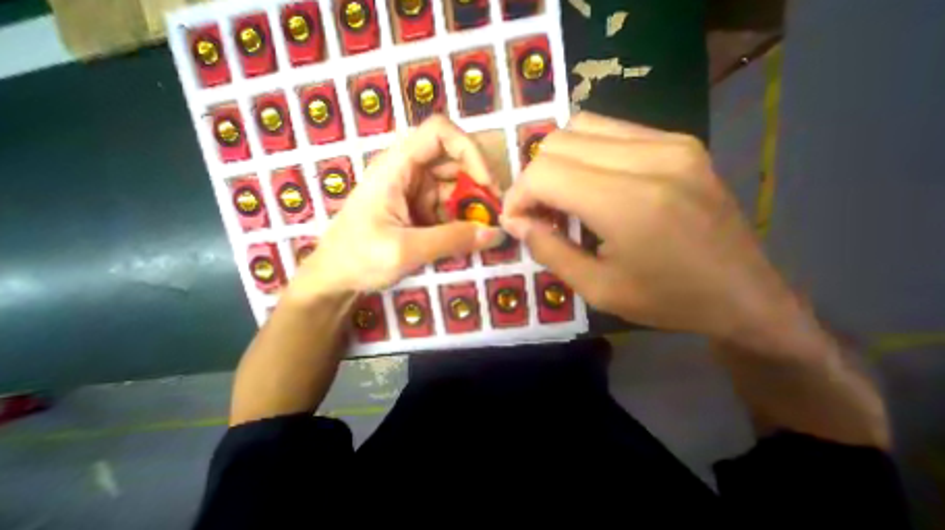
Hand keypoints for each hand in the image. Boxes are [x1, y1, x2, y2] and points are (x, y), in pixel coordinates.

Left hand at [289, 116, 508, 305]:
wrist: (334, 278)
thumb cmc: (358, 258)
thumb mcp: (405, 250)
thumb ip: (452, 240)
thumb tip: (496, 233)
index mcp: (396, 167)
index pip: (439, 133)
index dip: (469, 151)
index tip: (486, 185)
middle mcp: (407, 172)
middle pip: (453, 161)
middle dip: (477, 186)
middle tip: (493, 215)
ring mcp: (413, 191)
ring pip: (453, 187)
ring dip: (470, 207)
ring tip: (482, 232)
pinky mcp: (417, 210)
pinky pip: (447, 207)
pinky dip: (461, 220)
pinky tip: (466, 239)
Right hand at [501, 113, 804, 343]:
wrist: (743, 295)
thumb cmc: (665, 300)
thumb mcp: (595, 288)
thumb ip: (547, 250)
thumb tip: (514, 221)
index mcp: (628, 203)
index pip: (544, 173)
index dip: (518, 195)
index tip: (515, 220)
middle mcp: (650, 158)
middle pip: (557, 143)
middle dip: (532, 178)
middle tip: (536, 212)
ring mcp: (669, 142)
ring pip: (579, 127)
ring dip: (555, 163)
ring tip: (559, 197)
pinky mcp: (678, 141)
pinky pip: (608, 130)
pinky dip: (582, 154)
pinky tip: (587, 185)